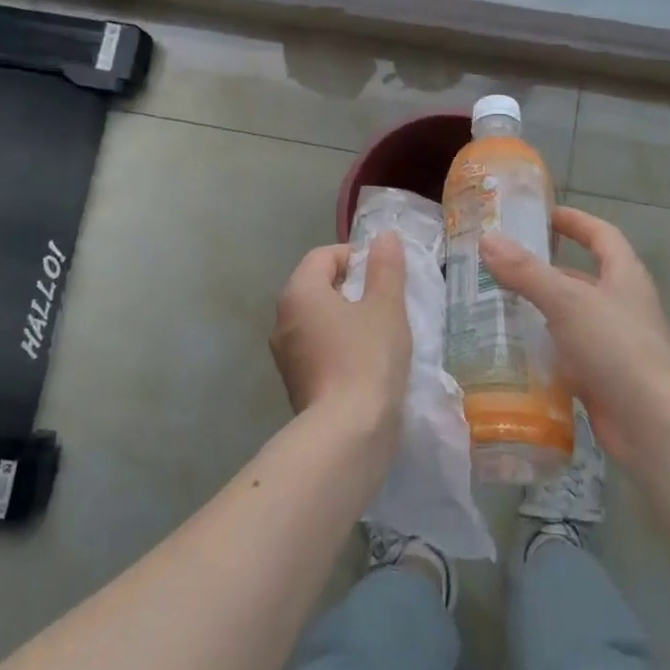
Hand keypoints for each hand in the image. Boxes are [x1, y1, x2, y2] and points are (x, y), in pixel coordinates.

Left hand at [270, 234, 410, 436]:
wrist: (347, 432)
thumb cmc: (368, 357)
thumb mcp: (386, 305)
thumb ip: (385, 267)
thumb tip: (384, 237)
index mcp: (299, 292)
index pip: (324, 255)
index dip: (356, 256)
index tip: (385, 275)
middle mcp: (282, 318)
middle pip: (318, 286)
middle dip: (352, 288)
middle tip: (386, 302)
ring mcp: (285, 354)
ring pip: (318, 320)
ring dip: (346, 318)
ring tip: (380, 332)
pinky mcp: (295, 383)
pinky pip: (318, 349)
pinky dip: (339, 346)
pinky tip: (366, 362)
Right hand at [479, 206, 669, 460]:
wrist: (654, 425)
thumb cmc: (616, 348)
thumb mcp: (568, 301)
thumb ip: (526, 272)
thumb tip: (487, 240)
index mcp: (624, 277)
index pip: (601, 235)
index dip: (575, 221)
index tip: (542, 215)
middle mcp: (621, 305)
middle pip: (581, 277)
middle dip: (544, 269)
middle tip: (500, 265)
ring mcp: (613, 344)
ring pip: (570, 317)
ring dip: (538, 310)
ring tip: (495, 305)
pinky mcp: (601, 377)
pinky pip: (566, 353)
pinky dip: (541, 348)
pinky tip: (510, 351)